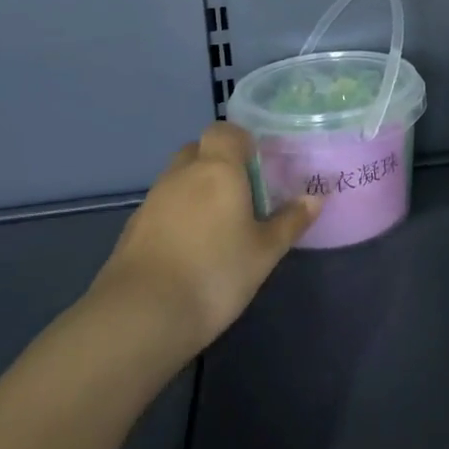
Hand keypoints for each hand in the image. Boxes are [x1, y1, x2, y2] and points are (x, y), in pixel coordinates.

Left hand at [86, 123, 318, 354]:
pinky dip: (177, 216)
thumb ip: (290, 221)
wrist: (140, 317)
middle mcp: (182, 174)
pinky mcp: (133, 229)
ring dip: (196, 190)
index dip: (241, 140)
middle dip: (218, 163)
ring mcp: (152, 200)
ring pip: (178, 179)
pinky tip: (190, 249)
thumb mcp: (264, 252)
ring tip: (218, 225)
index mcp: (217, 168)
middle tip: (241, 192)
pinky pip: (162, 207)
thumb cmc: (214, 274)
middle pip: (199, 151)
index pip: (225, 130)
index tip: (259, 164)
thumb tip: (315, 197)